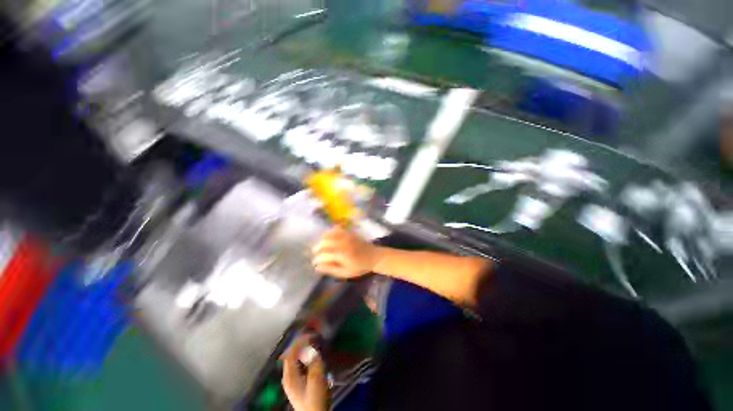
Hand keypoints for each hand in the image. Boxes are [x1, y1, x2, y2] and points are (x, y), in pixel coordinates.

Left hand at [282, 336, 329, 410]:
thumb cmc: (315, 399)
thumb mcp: (316, 379)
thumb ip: (314, 360)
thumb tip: (311, 344)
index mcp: (289, 375)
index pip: (291, 352)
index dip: (300, 340)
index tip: (311, 333)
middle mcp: (288, 377)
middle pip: (291, 354)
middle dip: (301, 343)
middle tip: (313, 335)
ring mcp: (292, 381)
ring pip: (295, 359)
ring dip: (303, 349)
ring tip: (314, 341)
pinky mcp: (297, 384)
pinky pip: (299, 364)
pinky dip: (305, 356)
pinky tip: (313, 355)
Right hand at [312, 227, 381, 278]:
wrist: (374, 256)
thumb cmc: (360, 267)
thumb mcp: (346, 273)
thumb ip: (331, 269)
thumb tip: (317, 267)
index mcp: (342, 255)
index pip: (324, 255)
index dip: (317, 259)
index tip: (314, 263)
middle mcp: (343, 243)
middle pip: (324, 242)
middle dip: (318, 248)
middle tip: (316, 254)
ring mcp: (346, 236)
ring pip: (329, 234)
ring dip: (323, 239)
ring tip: (322, 246)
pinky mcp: (349, 232)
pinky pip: (337, 228)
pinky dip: (330, 232)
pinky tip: (329, 237)